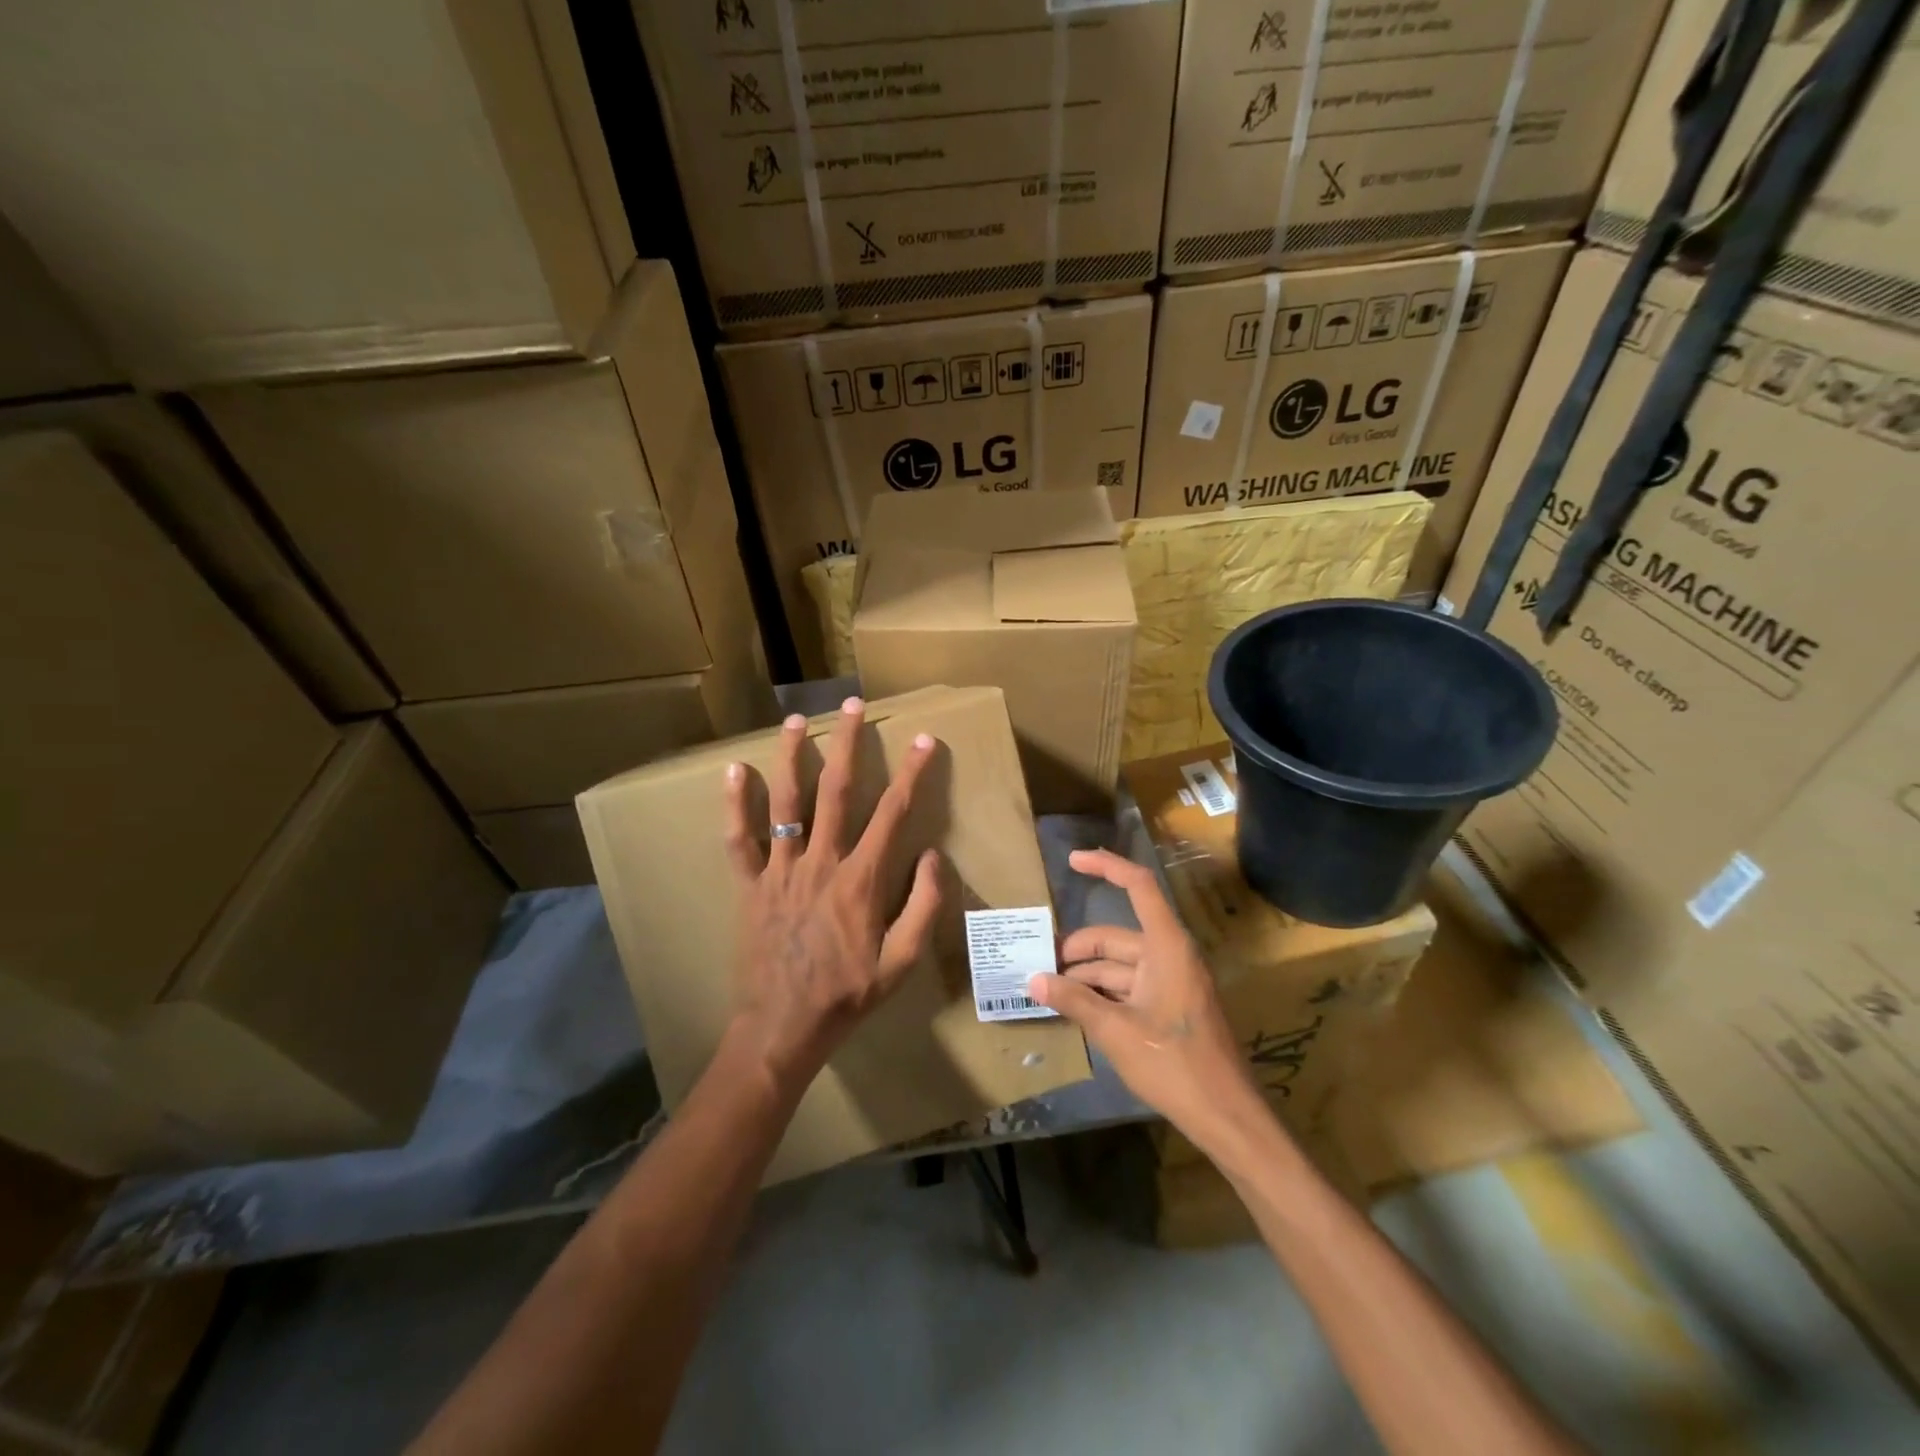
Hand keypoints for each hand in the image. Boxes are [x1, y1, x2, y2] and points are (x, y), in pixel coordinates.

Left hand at [723, 698, 943, 1095]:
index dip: (912, 773)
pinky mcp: (750, 884)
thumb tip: (934, 856)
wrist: (783, 1026)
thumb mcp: (902, 961)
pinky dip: (735, 804)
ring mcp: (780, 870)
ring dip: (792, 757)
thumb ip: (924, 906)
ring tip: (797, 720)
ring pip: (786, 802)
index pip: (893, 813)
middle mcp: (821, 862)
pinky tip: (733, 770)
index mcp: (861, 879)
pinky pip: (739, 839)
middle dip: (849, 744)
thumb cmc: (848, 994)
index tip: (925, 740)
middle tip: (854, 705)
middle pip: (837, 791)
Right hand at [1028, 849, 1267, 1156]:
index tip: (1072, 861)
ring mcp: (1171, 981)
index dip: (1106, 866)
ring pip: (1118, 965)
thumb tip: (1033, 980)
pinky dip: (1102, 993)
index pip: (1138, 886)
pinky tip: (1074, 1009)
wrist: (1226, 1117)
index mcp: (1166, 946)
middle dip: (1077, 950)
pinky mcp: (1170, 1006)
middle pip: (1115, 937)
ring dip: (1085, 976)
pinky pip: (1129, 986)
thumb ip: (1074, 1001)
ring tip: (1048, 992)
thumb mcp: (1116, 1031)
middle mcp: (1169, 955)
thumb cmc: (1174, 1064)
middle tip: (1039, 967)